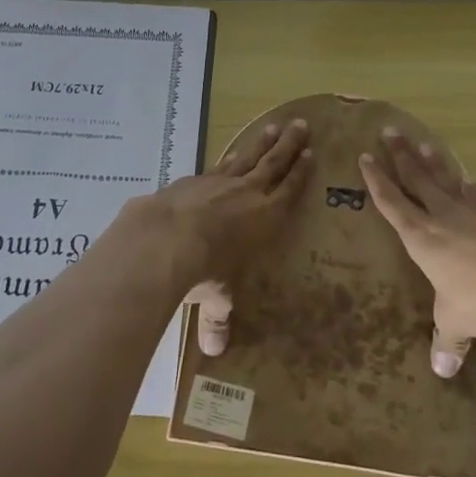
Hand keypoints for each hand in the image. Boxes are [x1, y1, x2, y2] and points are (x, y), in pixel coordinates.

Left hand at [114, 118, 311, 354]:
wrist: (165, 237)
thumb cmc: (204, 269)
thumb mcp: (216, 296)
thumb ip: (217, 318)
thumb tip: (214, 351)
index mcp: (264, 217)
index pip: (288, 191)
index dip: (300, 174)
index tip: (310, 155)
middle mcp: (246, 193)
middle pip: (273, 163)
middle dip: (288, 145)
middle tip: (302, 125)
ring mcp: (219, 181)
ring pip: (246, 156)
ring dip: (261, 142)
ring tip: (273, 126)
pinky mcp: (193, 179)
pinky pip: (218, 163)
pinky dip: (227, 157)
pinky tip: (226, 156)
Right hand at [359, 130, 475, 377]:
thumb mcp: (458, 323)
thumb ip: (448, 342)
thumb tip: (442, 372)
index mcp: (421, 238)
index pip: (392, 203)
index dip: (377, 180)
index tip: (365, 157)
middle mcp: (444, 217)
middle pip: (418, 178)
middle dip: (401, 155)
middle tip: (390, 131)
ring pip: (448, 180)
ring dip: (434, 161)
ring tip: (424, 142)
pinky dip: (470, 186)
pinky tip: (469, 180)